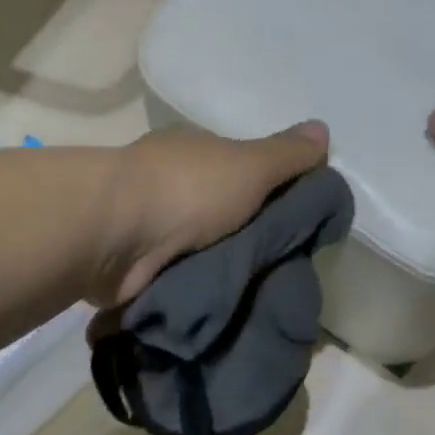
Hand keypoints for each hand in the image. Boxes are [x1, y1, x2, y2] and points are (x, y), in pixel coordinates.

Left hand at [102, 121, 329, 306]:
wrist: (112, 235)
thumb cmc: (187, 189)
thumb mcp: (250, 166)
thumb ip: (286, 154)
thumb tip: (323, 128)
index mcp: (192, 151)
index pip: (238, 166)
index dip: (265, 189)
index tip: (293, 222)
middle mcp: (167, 181)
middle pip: (216, 208)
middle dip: (242, 233)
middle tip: (281, 269)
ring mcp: (144, 222)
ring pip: (194, 244)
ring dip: (215, 264)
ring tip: (254, 298)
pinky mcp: (130, 262)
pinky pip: (173, 274)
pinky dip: (190, 286)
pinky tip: (215, 307)